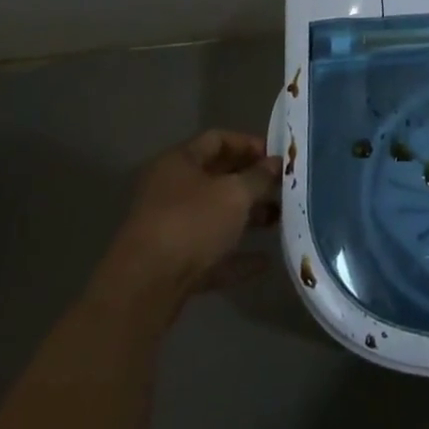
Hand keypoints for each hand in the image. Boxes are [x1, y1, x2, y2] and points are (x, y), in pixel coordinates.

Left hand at [89, 129, 281, 317]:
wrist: (144, 289)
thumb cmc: (191, 223)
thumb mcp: (234, 194)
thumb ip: (259, 176)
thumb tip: (277, 163)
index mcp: (179, 162)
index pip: (218, 139)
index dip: (250, 144)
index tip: (278, 157)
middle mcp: (171, 190)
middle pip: (218, 178)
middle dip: (252, 183)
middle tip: (284, 189)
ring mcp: (170, 228)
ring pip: (216, 216)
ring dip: (247, 218)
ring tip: (279, 222)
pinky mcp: (173, 264)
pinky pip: (211, 253)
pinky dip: (236, 256)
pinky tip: (264, 262)